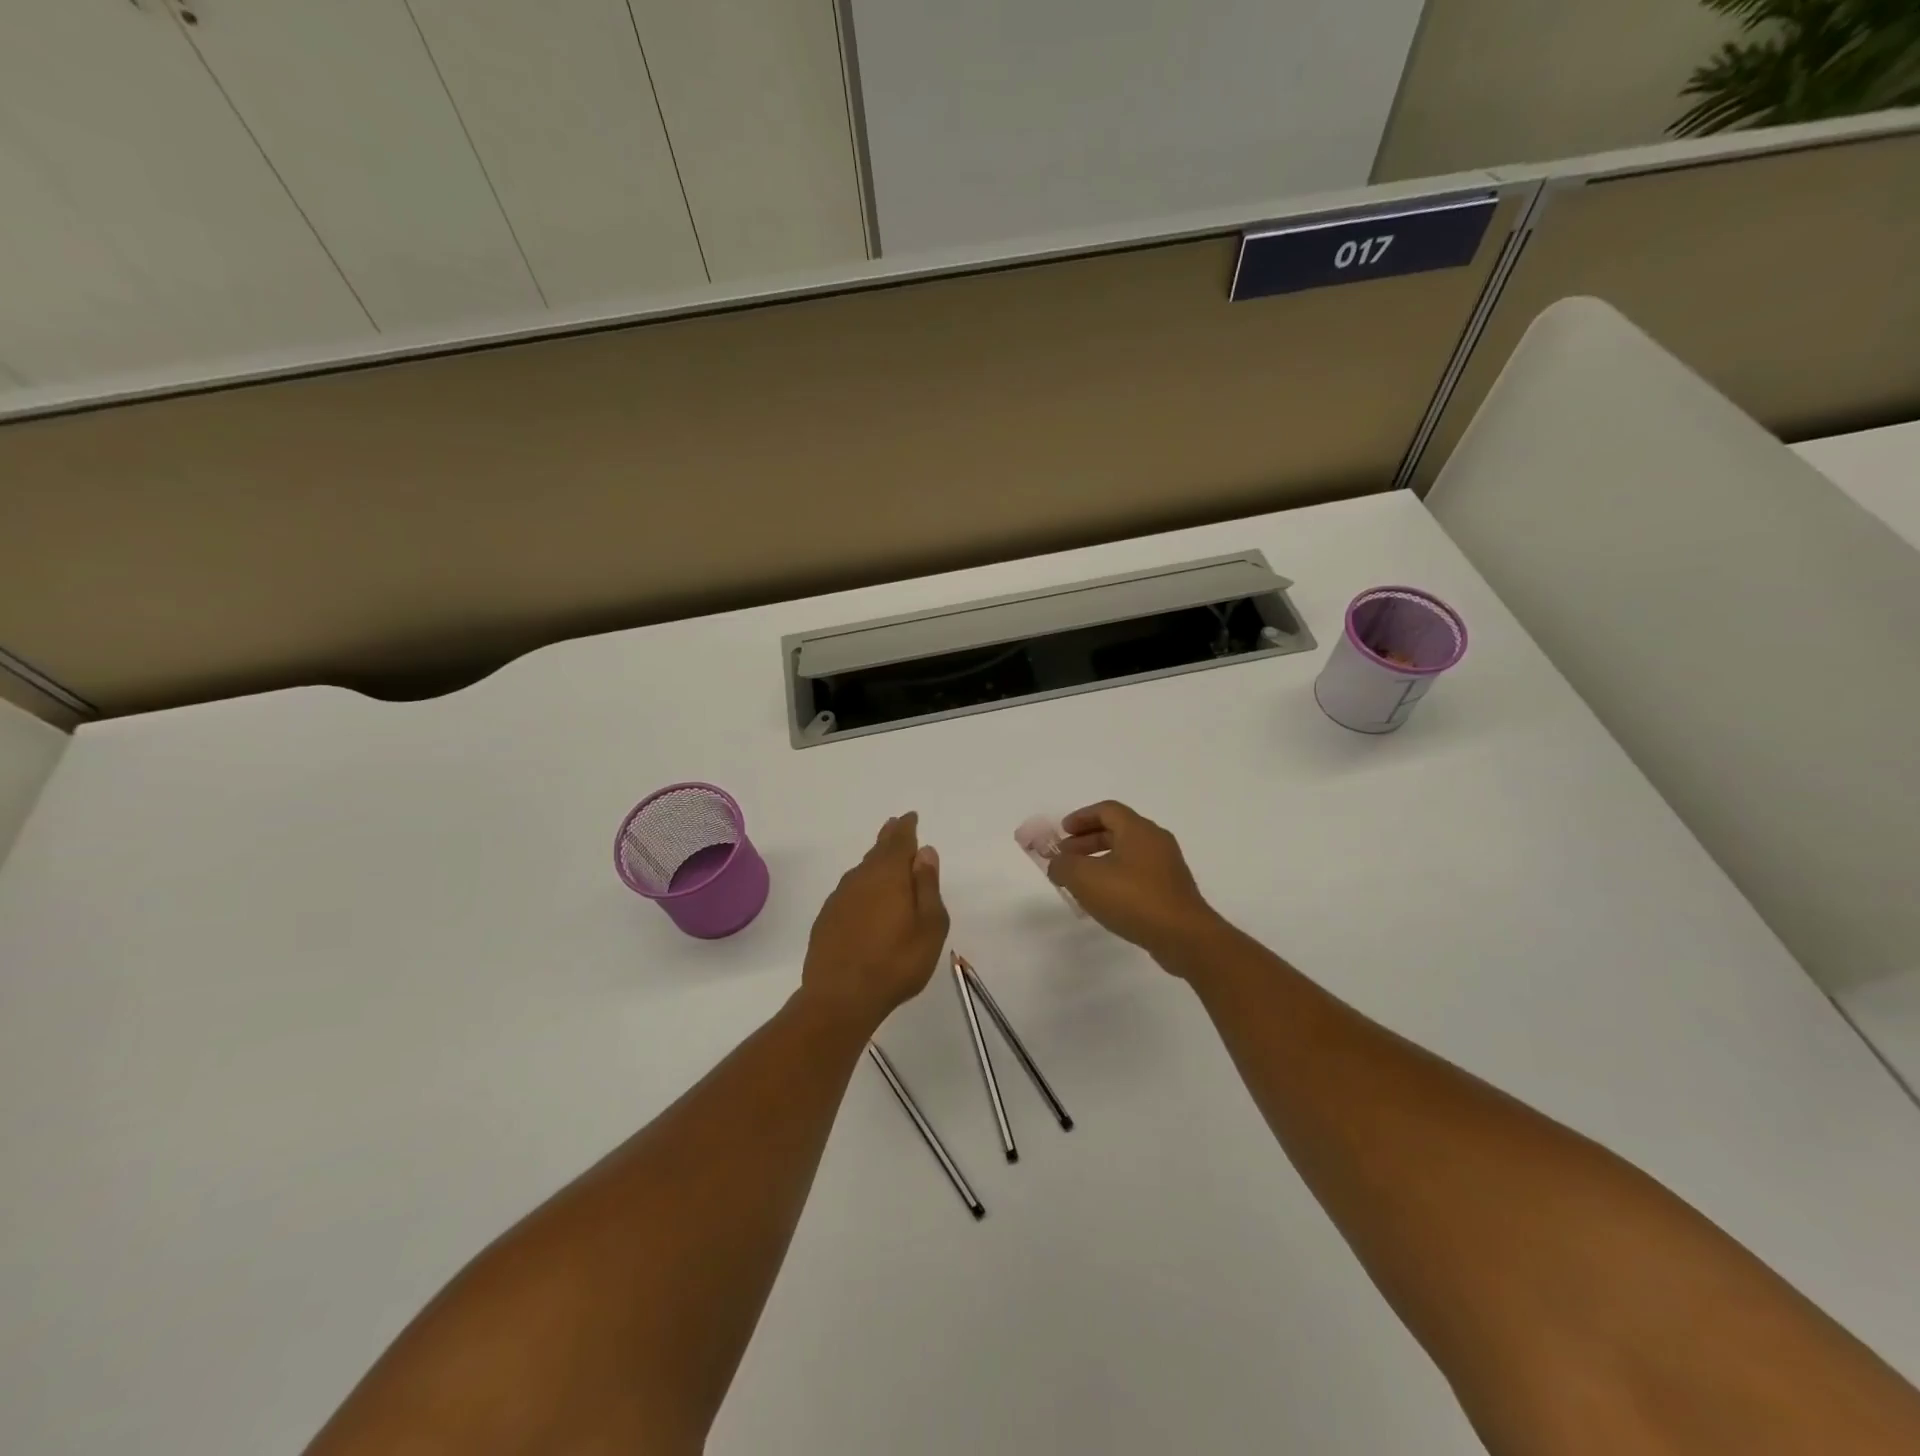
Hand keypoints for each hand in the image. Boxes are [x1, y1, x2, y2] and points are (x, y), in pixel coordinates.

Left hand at [801, 813, 948, 1028]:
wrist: (840, 997)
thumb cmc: (896, 962)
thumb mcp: (929, 925)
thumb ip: (927, 886)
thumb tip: (925, 852)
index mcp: (888, 875)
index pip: (899, 840)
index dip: (906, 828)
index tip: (911, 817)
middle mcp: (860, 878)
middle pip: (877, 851)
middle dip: (889, 838)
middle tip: (896, 827)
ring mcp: (839, 898)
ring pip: (861, 871)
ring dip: (874, 862)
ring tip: (884, 861)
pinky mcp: (827, 919)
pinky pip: (849, 892)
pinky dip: (861, 887)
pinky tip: (865, 900)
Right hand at [1047, 801, 1222, 966]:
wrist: (1183, 936)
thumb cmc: (1133, 898)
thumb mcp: (1085, 878)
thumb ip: (1063, 865)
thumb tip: (1057, 864)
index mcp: (1138, 829)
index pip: (1106, 810)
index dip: (1081, 818)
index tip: (1062, 832)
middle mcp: (1156, 841)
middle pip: (1117, 831)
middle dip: (1087, 841)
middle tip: (1065, 857)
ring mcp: (1167, 866)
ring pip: (1127, 854)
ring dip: (1100, 861)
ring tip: (1080, 881)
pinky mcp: (1171, 890)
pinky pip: (1137, 874)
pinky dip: (1116, 877)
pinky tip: (1103, 899)